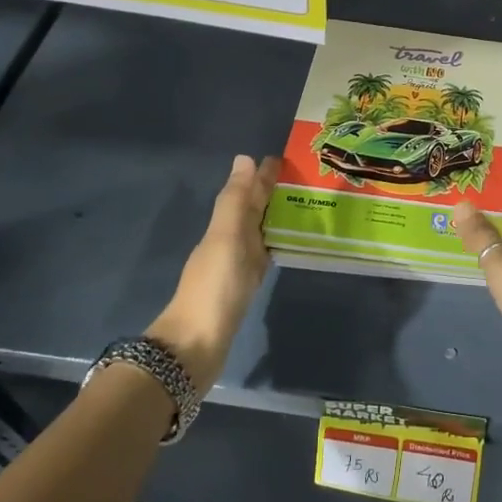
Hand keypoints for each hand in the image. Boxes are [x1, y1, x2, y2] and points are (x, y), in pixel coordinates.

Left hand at [145, 154, 280, 393]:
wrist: (197, 343)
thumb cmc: (215, 286)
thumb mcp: (226, 237)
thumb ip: (236, 200)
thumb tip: (245, 158)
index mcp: (224, 226)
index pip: (246, 193)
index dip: (262, 176)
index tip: (285, 159)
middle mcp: (229, 241)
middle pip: (251, 210)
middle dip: (271, 192)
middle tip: (302, 178)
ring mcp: (236, 265)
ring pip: (258, 230)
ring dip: (275, 215)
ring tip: (304, 204)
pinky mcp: (245, 286)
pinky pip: (263, 253)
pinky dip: (275, 242)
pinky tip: (287, 243)